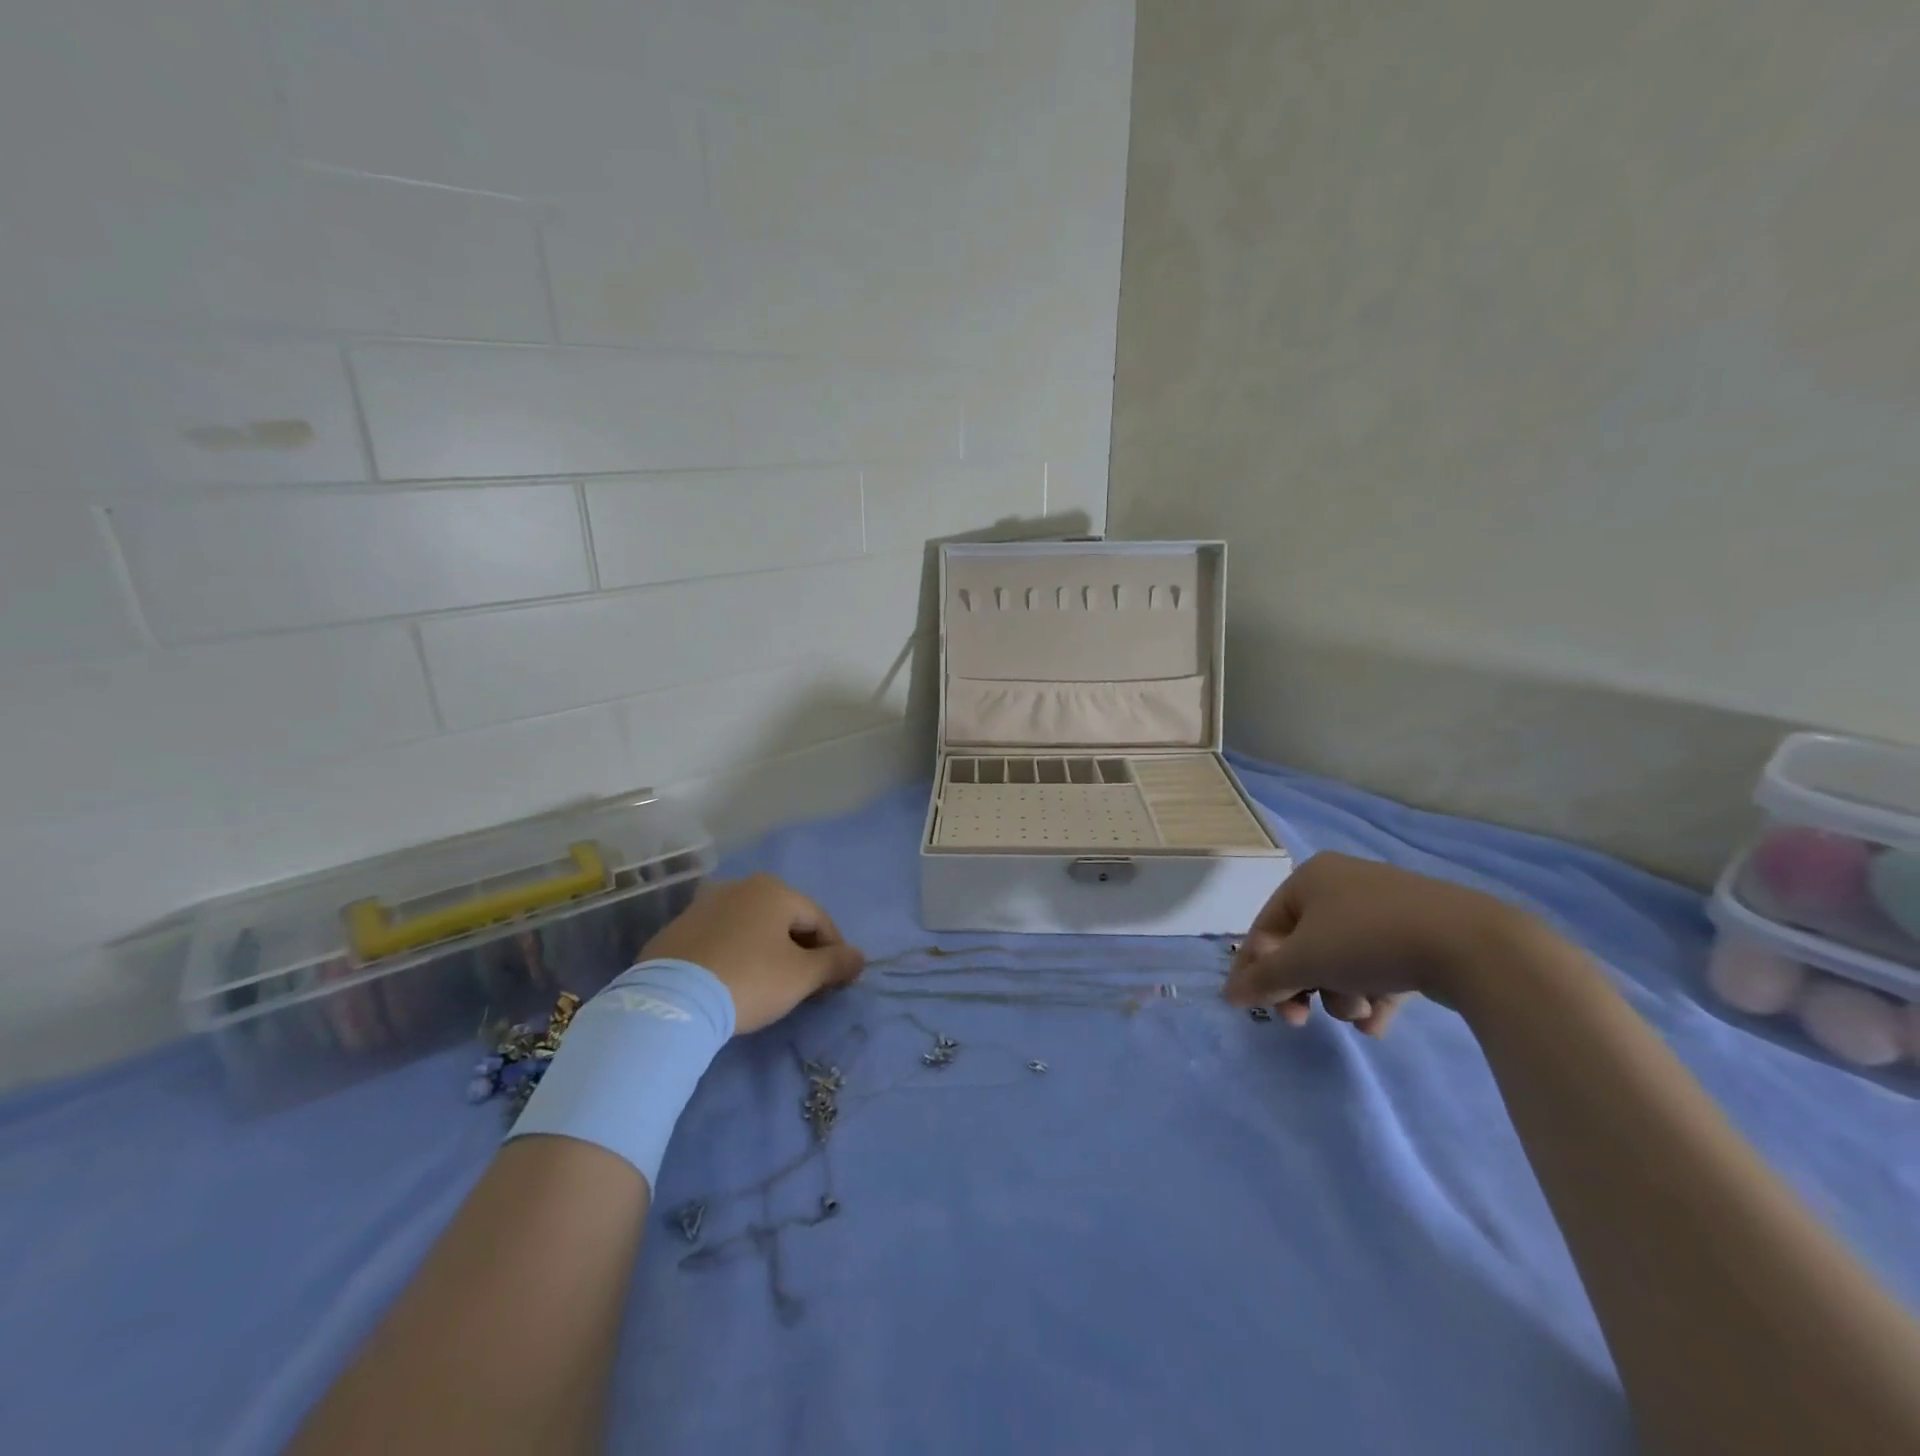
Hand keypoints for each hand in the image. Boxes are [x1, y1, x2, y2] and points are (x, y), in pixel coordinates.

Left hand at [641, 873, 864, 1034]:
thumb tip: (859, 958)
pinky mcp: (676, 930)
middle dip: (800, 951)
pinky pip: (720, 940)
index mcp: (774, 890)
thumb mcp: (801, 977)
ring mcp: (703, 905)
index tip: (836, 984)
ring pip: (751, 928)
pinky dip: (734, 956)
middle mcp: (739, 886)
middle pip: (784, 920)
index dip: (834, 952)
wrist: (670, 1003)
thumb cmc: (749, 980)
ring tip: (768, 987)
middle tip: (805, 987)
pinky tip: (731, 983)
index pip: (819, 920)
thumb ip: (836, 963)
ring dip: (766, 952)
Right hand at [1225, 852, 1533, 1034]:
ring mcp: (1385, 907)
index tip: (1262, 1010)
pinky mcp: (1421, 933)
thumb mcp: (1304, 961)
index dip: (1258, 970)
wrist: (1473, 946)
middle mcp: (1343, 884)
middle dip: (1305, 986)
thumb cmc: (1368, 941)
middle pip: (1304, 946)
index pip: (1266, 927)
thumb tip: (1229, 995)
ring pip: (1342, 959)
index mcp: (1310, 877)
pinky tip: (1380, 1022)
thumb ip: (1264, 979)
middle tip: (1303, 1020)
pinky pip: (1380, 965)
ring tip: (1362, 1014)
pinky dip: (1373, 994)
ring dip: (1341, 994)